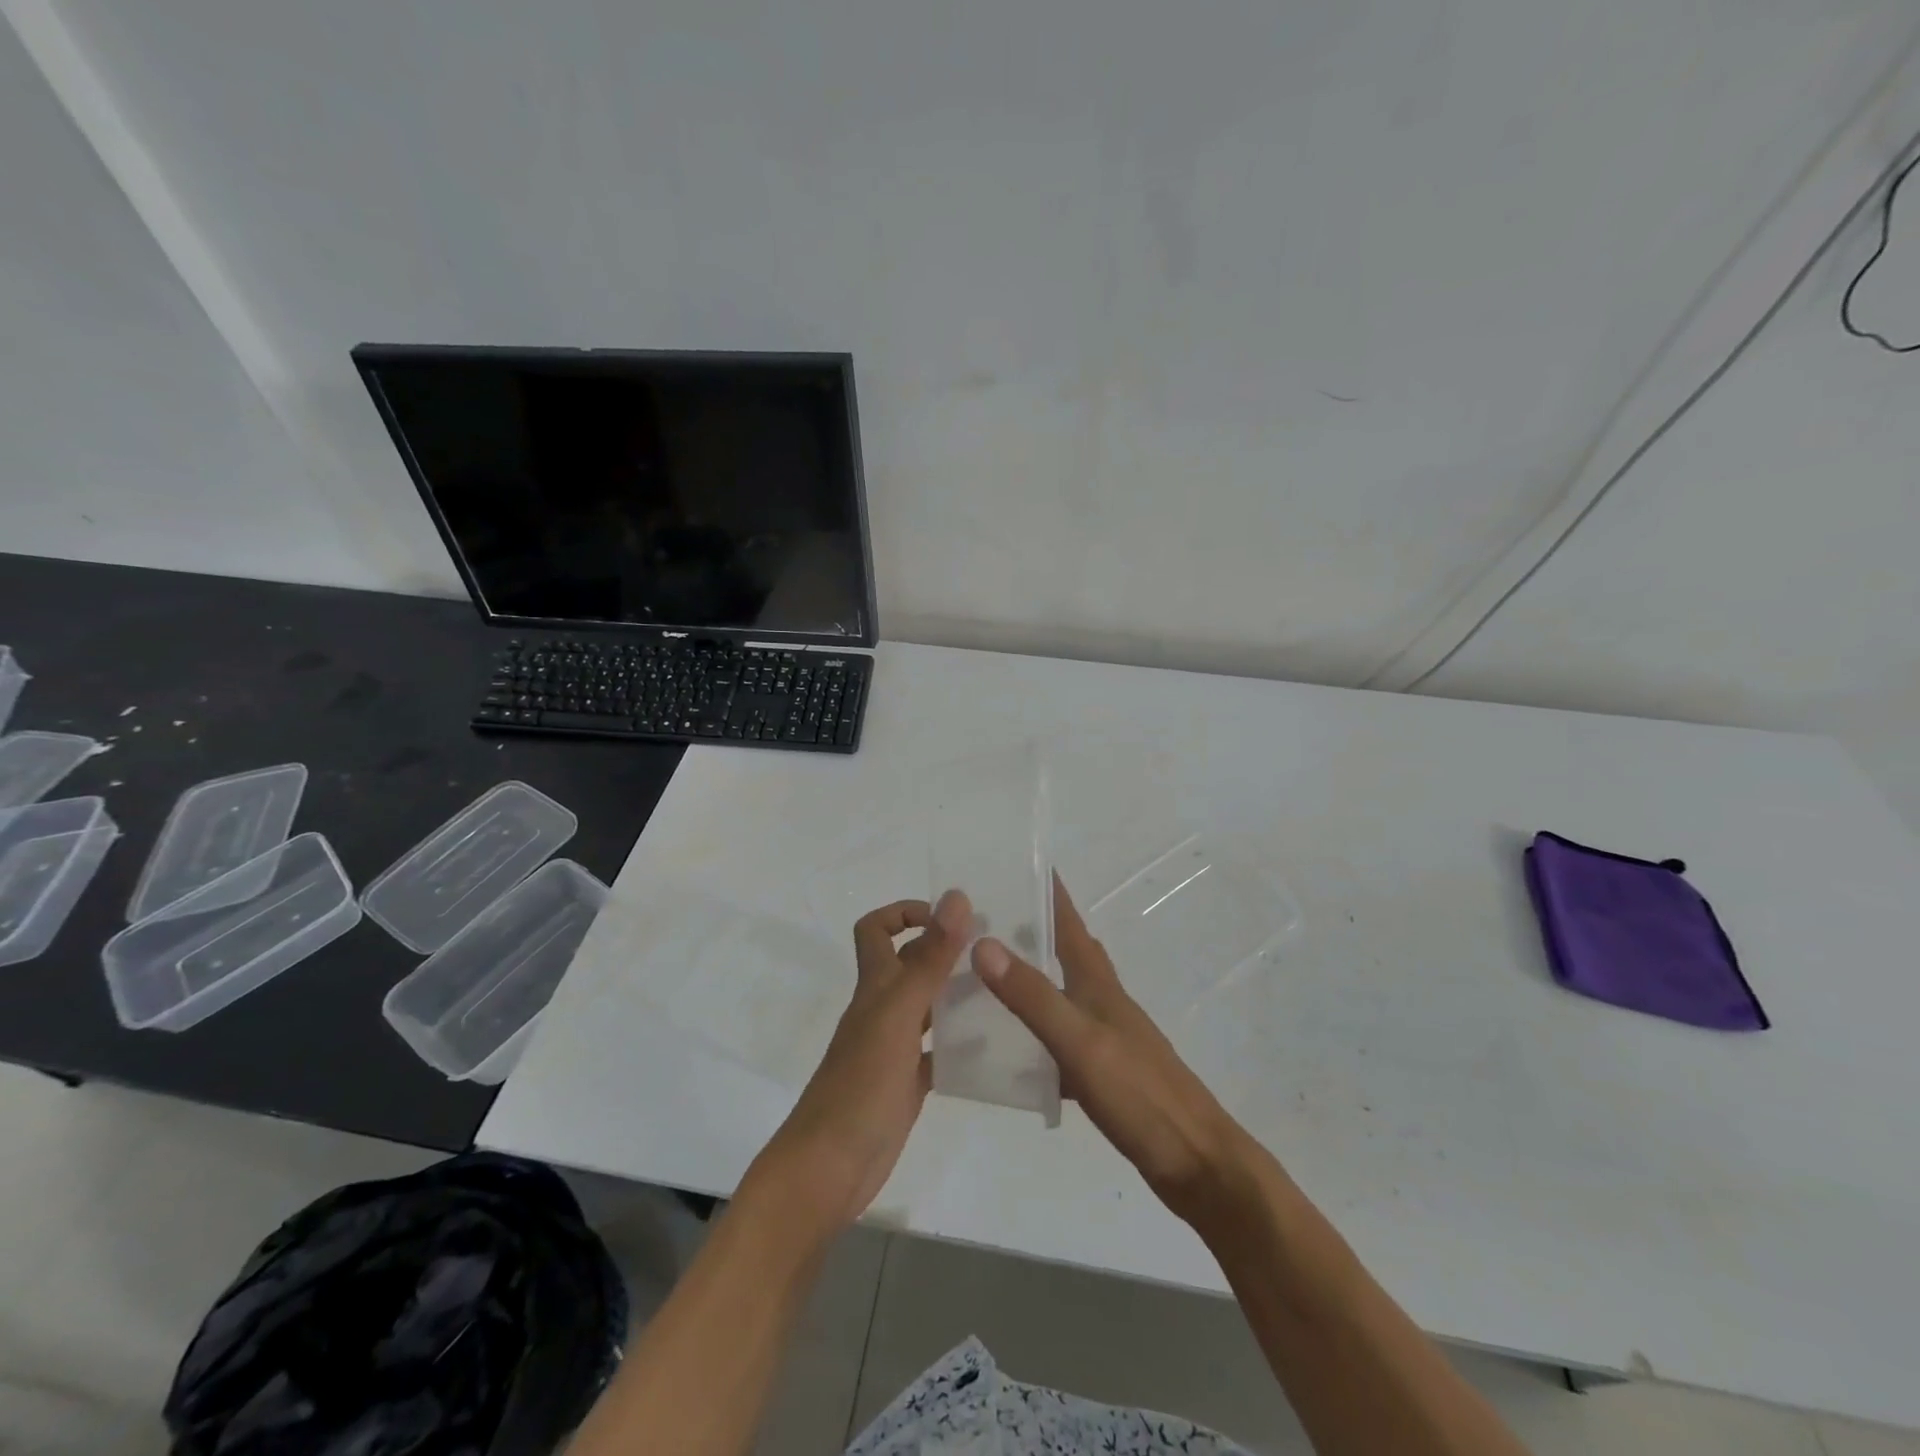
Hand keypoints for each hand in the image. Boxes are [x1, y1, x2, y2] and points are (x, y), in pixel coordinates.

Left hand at [749, 890, 971, 1233]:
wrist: (830, 1168)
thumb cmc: (862, 1085)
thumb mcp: (900, 1015)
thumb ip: (930, 959)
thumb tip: (956, 897)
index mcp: (876, 987)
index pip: (876, 930)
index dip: (904, 913)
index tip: (950, 918)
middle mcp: (883, 1009)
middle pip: (910, 965)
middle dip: (945, 950)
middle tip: (995, 950)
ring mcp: (894, 1048)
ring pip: (928, 1007)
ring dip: (958, 994)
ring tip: (1004, 990)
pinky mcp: (907, 1084)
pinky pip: (937, 1053)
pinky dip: (961, 1044)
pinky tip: (993, 1046)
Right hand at [972, 874, 1250, 1227]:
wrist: (1196, 1163)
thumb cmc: (1140, 1094)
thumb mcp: (1079, 1042)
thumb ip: (1033, 996)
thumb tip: (983, 942)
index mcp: (1098, 983)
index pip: (1069, 921)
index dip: (1048, 890)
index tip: (1017, 862)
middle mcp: (1102, 1000)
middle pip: (1064, 951)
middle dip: (1031, 928)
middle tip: (983, 918)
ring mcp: (1105, 1036)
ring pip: (1060, 994)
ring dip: (1029, 979)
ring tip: (983, 976)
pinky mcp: (1104, 1072)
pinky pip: (1058, 1039)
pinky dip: (1033, 1034)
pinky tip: (1008, 1049)